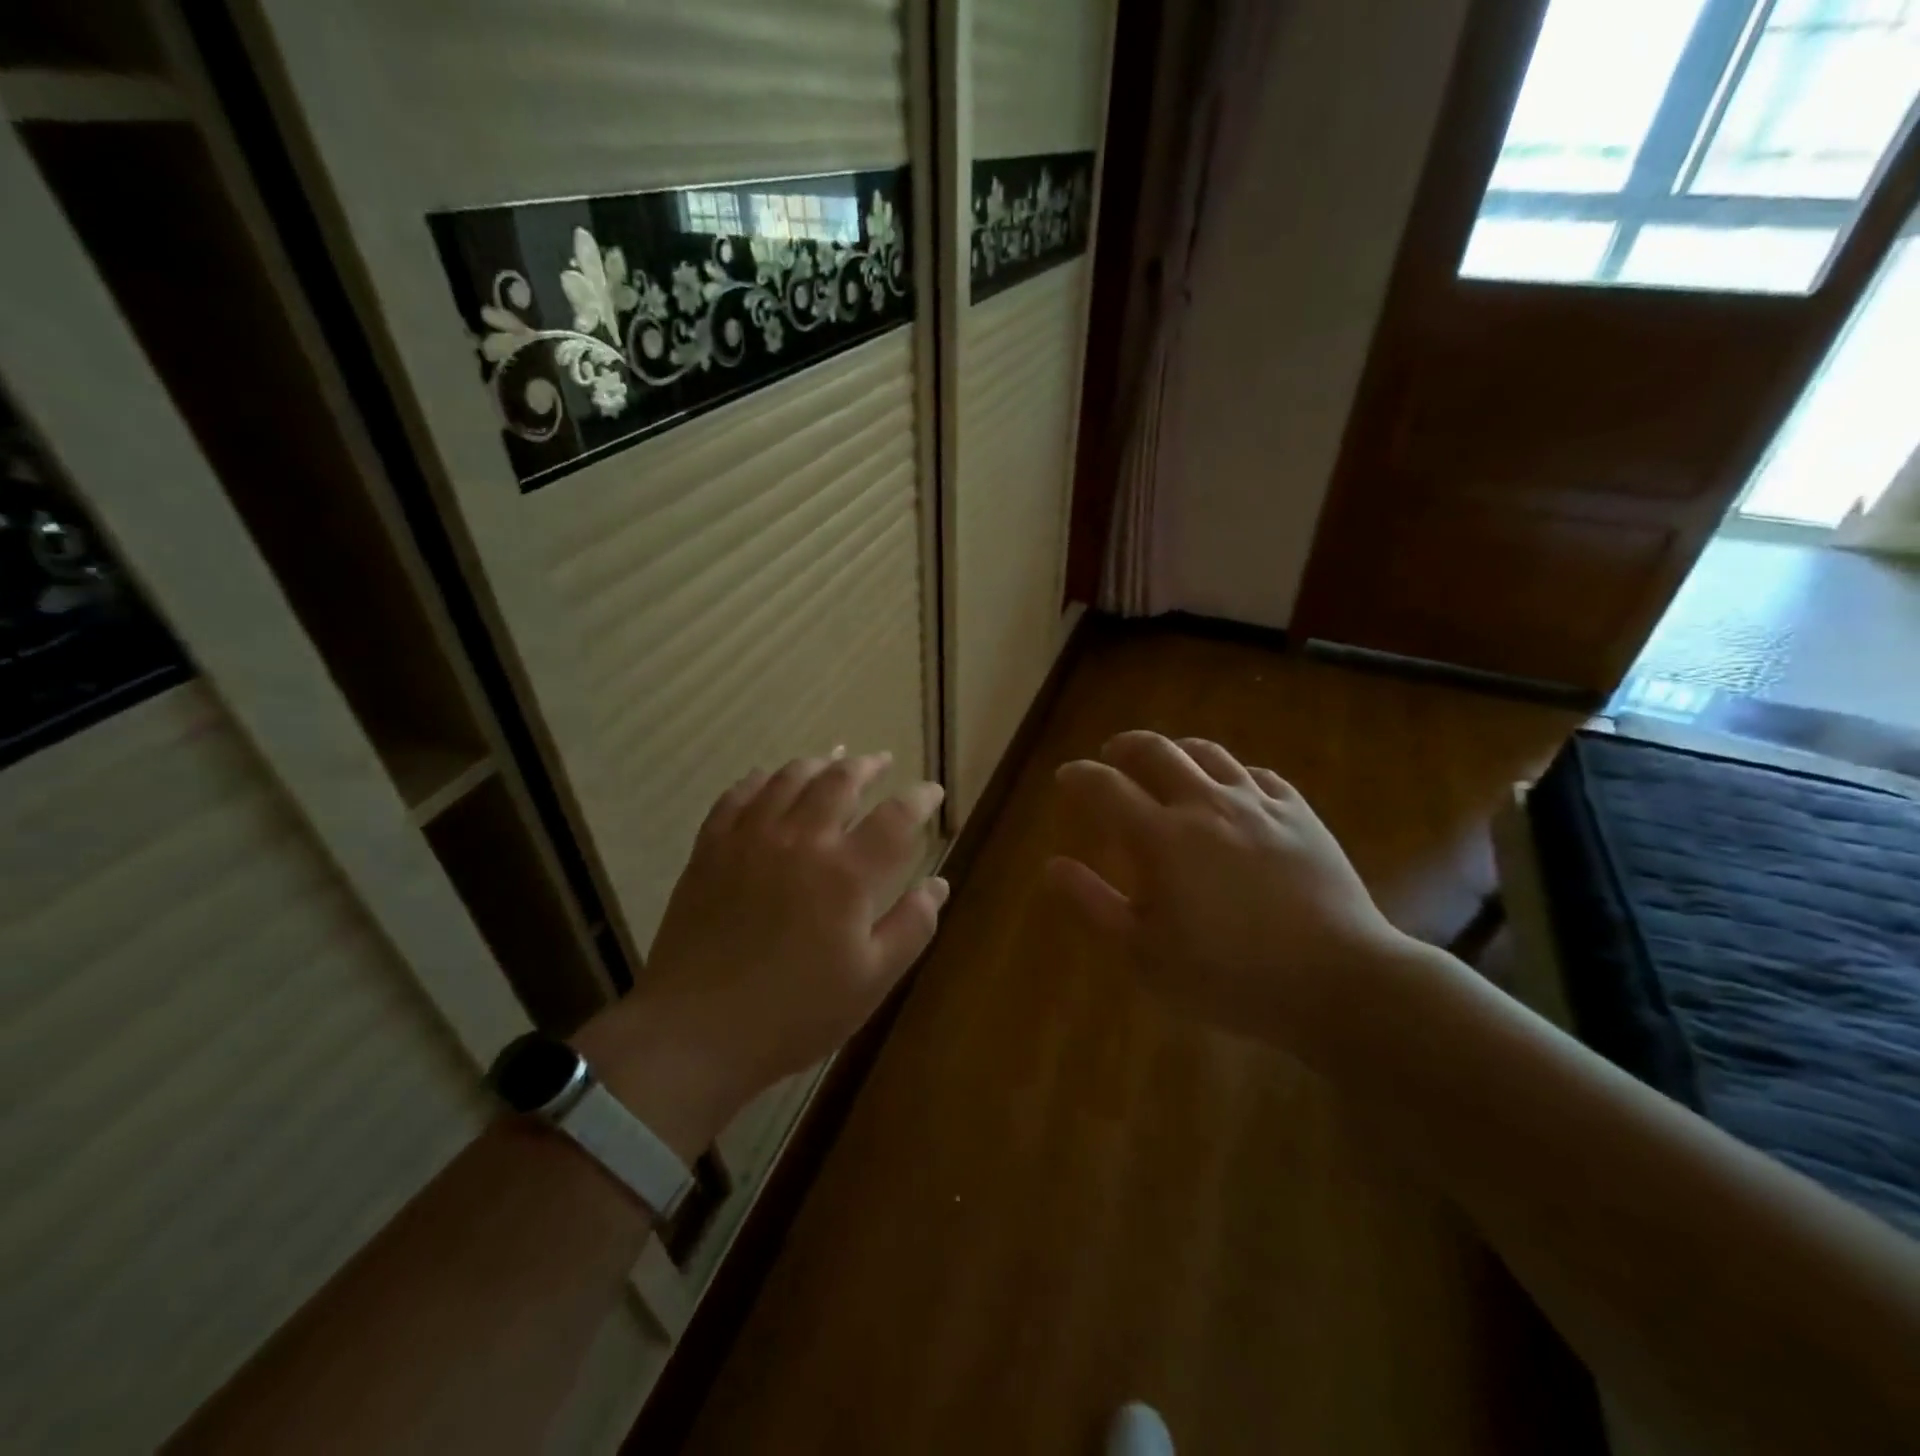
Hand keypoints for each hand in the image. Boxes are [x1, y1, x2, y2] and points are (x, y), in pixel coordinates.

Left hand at [577, 752, 947, 1159]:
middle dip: (866, 766)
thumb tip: (939, 884)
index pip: (896, 817)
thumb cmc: (795, 1014)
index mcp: (846, 874)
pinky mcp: (710, 850)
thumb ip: (911, 927)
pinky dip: (759, 780)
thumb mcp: (871, 981)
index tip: (932, 791)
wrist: (697, 1032)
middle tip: (881, 761)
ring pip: (788, 778)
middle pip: (839, 781)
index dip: (919, 798)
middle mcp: (800, 840)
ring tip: (832, 759)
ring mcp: (750, 840)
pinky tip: (766, 778)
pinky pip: (737, 796)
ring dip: (816, 763)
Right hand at [1048, 731, 1413, 1061]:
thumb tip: (1053, 865)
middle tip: (1111, 756)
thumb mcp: (1145, 953)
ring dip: (1176, 751)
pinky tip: (1233, 789)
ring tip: (1167, 762)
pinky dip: (1232, 774)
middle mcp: (1205, 804)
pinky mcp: (1300, 814)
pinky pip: (1259, 775)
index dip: (1079, 776)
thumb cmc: (1229, 976)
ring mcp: (1258, 804)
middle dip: (1124, 747)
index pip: (1105, 787)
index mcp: (1161, 837)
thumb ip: (1094, 904)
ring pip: (1208, 753)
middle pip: (1156, 750)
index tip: (1066, 777)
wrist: (1337, 981)